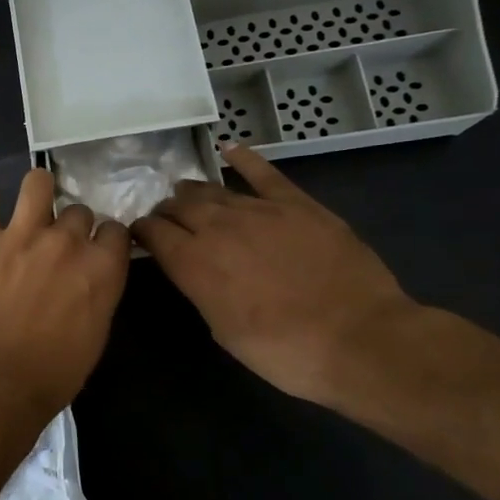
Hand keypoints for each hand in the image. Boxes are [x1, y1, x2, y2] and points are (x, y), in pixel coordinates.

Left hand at [0, 167, 130, 414]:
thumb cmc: (55, 370)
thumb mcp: (95, 332)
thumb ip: (97, 292)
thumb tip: (89, 277)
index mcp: (102, 267)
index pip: (115, 229)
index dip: (104, 238)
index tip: (94, 248)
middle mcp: (66, 241)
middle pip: (78, 211)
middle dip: (70, 225)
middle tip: (55, 245)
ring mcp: (22, 235)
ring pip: (37, 183)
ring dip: (36, 190)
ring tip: (28, 205)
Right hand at [130, 145, 418, 405]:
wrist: (360, 340)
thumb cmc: (283, 350)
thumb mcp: (222, 328)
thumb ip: (200, 288)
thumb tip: (192, 269)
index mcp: (192, 262)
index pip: (152, 232)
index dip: (141, 231)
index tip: (139, 235)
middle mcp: (216, 228)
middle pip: (178, 206)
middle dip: (165, 210)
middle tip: (165, 218)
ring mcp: (258, 210)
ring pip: (212, 190)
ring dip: (193, 192)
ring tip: (186, 193)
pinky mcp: (297, 204)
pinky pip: (263, 173)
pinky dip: (244, 158)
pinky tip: (229, 149)